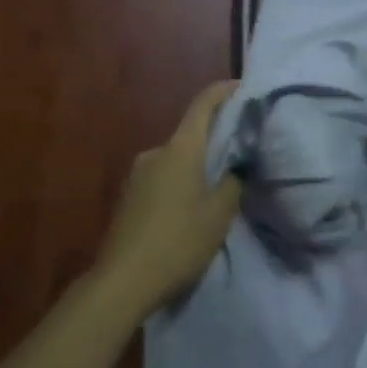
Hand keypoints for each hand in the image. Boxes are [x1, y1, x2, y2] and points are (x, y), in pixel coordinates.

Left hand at [94, 81, 242, 313]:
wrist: (123, 280)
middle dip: (215, 138)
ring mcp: (137, 174)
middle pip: (190, 134)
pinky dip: (181, 181)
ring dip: (197, 165)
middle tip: (242, 152)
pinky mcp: (129, 196)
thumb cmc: (179, 242)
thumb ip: (233, 182)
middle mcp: (155, 152)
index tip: (243, 87)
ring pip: (176, 158)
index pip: (203, 105)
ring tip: (219, 184)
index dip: (224, 91)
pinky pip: (163, 177)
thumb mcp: (219, 214)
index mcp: (180, 149)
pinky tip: (192, 206)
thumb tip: (237, 165)